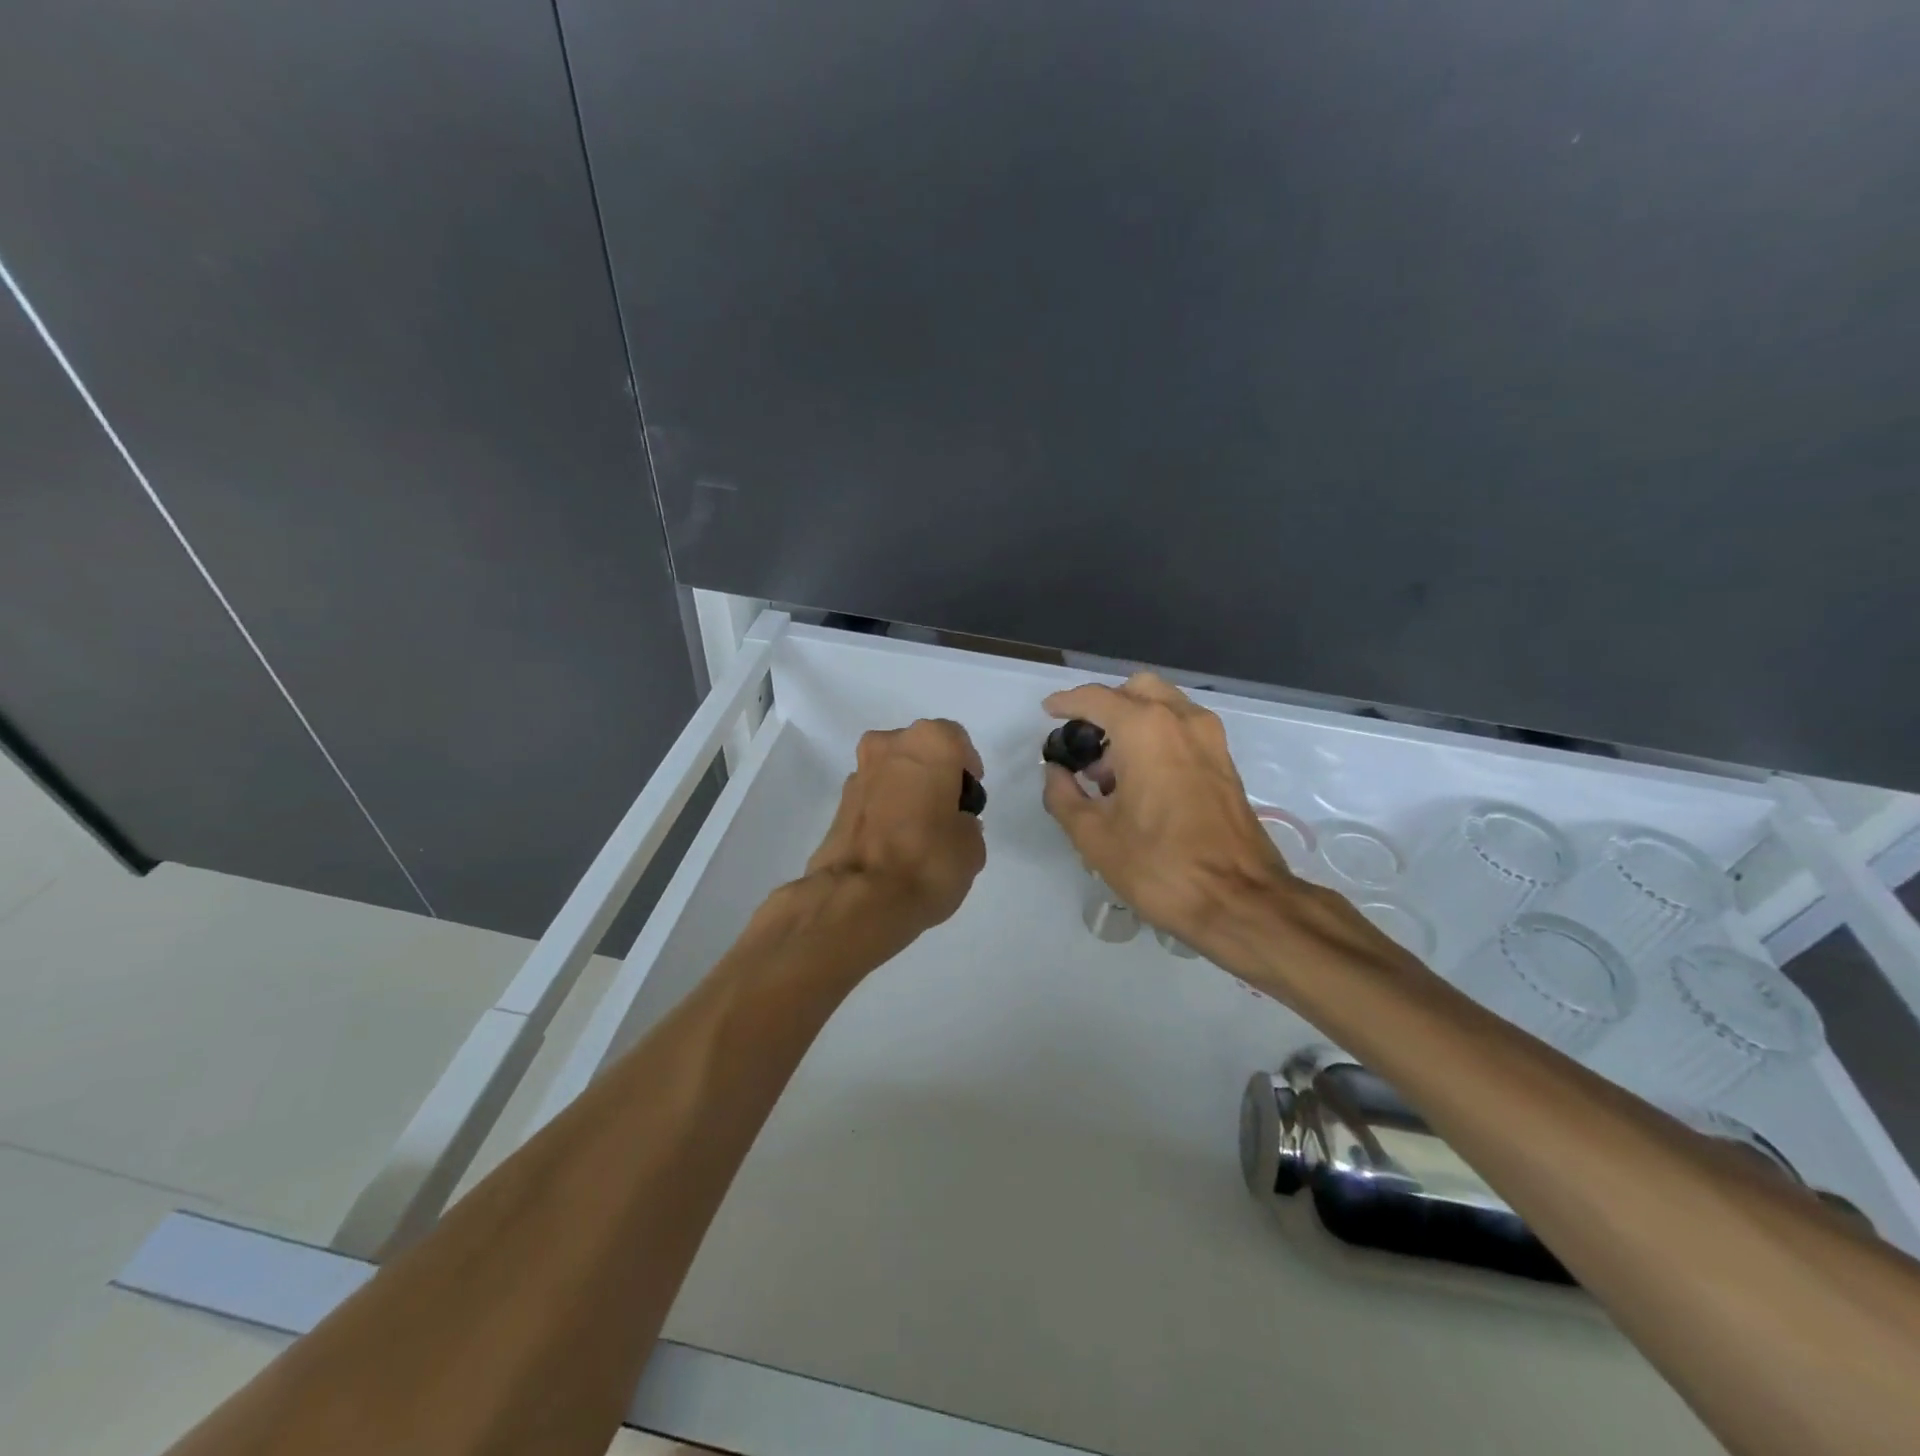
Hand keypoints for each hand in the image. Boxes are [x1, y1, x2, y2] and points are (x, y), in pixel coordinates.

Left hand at [804, 719, 987, 934]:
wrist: (860, 898)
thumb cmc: (929, 860)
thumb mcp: (972, 846)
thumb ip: (965, 824)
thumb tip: (951, 825)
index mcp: (928, 743)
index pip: (955, 740)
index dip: (966, 768)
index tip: (969, 797)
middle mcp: (888, 746)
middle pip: (919, 751)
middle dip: (932, 775)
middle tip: (945, 811)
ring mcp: (858, 774)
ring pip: (892, 772)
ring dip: (905, 791)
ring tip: (919, 833)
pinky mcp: (838, 804)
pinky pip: (873, 798)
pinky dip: (885, 811)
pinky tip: (895, 845)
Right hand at [1041, 674, 1296, 945]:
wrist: (1239, 900)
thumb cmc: (1158, 865)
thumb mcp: (1093, 836)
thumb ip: (1063, 795)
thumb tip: (1055, 772)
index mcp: (1144, 729)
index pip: (1096, 698)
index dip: (1066, 702)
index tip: (1048, 712)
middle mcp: (1181, 720)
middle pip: (1136, 690)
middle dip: (1106, 706)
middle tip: (1084, 742)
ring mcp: (1210, 738)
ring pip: (1165, 705)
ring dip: (1134, 721)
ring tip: (1110, 770)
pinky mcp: (1225, 761)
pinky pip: (1184, 728)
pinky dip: (1158, 736)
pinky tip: (1142, 780)